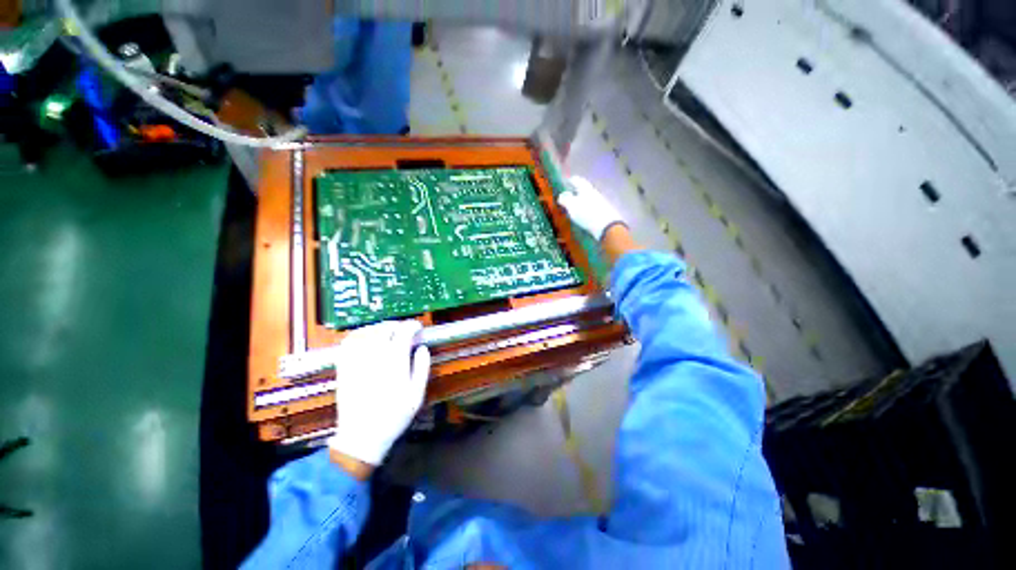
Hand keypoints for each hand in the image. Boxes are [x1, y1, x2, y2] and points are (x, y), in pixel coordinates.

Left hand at [327, 320, 430, 466]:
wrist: (362, 436)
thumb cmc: (394, 416)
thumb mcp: (417, 394)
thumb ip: (422, 368)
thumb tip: (423, 348)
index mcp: (395, 362)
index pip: (404, 332)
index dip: (413, 326)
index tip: (419, 328)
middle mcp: (375, 356)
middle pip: (385, 328)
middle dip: (398, 325)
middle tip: (405, 331)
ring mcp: (356, 360)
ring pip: (367, 332)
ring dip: (380, 327)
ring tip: (388, 332)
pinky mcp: (344, 367)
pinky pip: (349, 342)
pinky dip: (359, 334)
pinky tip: (366, 338)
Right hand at [557, 176, 625, 240]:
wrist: (607, 226)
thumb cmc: (587, 213)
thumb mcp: (572, 205)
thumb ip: (565, 199)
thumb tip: (561, 195)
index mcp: (586, 189)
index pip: (577, 180)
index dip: (571, 180)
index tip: (566, 181)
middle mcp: (594, 193)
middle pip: (584, 190)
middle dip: (576, 192)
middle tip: (568, 195)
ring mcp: (600, 203)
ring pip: (588, 199)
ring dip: (581, 201)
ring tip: (574, 207)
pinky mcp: (603, 213)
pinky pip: (592, 208)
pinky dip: (586, 210)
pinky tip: (583, 216)